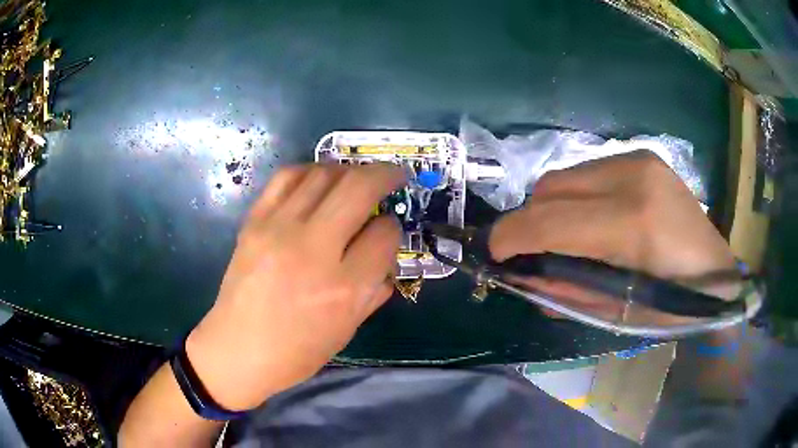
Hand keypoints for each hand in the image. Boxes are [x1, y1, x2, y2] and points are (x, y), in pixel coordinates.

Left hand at [186, 163, 405, 410]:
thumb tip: (386, 254)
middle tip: (394, 174)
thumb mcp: (347, 329)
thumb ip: (374, 288)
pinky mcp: (254, 222)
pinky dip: (310, 171)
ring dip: (348, 170)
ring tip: (355, 178)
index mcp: (344, 287)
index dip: (393, 228)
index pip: (384, 235)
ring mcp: (278, 230)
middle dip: (385, 175)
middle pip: (359, 188)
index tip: (388, 230)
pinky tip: (318, 181)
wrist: (237, 350)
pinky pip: (286, 178)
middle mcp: (313, 249)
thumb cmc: (296, 351)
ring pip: (323, 175)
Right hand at [489, 151, 737, 321]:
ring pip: (567, 176)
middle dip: (530, 220)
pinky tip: (592, 219)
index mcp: (633, 223)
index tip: (493, 252)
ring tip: (563, 236)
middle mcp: (634, 177)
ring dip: (553, 207)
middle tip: (530, 250)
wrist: (716, 276)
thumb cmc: (671, 305)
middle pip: (552, 187)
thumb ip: (564, 289)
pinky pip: (589, 173)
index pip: (550, 220)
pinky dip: (577, 196)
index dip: (512, 236)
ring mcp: (640, 160)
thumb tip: (522, 276)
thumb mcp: (614, 312)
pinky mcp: (643, 157)